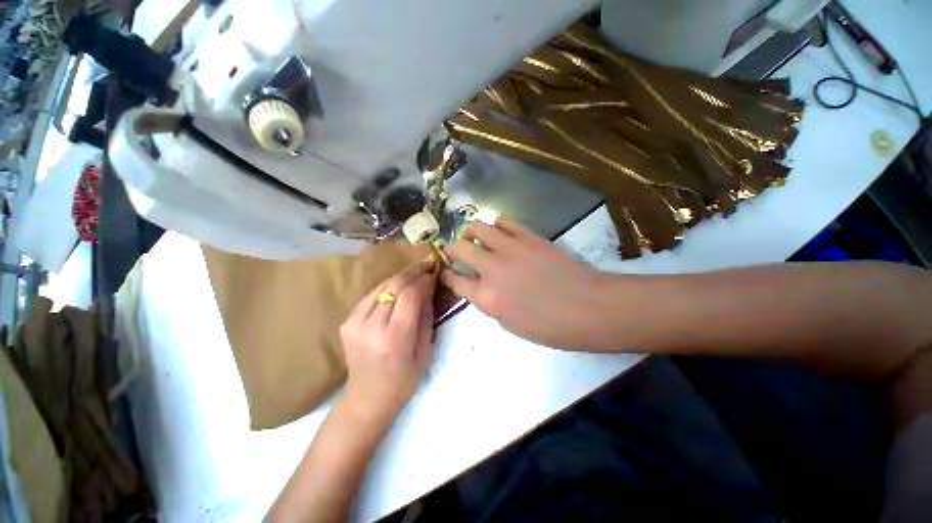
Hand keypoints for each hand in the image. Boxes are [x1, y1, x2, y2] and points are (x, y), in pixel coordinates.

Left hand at [339, 258, 437, 425]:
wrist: (367, 398)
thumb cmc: (404, 380)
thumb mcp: (425, 350)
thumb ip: (426, 316)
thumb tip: (428, 288)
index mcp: (395, 338)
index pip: (410, 295)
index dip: (424, 280)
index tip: (434, 272)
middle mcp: (371, 326)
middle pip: (394, 286)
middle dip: (413, 272)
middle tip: (427, 263)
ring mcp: (354, 322)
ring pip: (381, 286)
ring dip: (400, 276)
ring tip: (415, 270)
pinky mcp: (347, 321)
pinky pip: (371, 295)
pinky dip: (387, 287)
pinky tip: (398, 285)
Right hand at [442, 216, 607, 348]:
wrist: (588, 308)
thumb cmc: (551, 327)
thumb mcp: (511, 325)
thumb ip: (490, 304)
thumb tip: (482, 289)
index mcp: (486, 298)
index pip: (455, 281)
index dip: (447, 275)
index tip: (445, 271)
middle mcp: (492, 270)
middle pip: (460, 248)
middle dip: (452, 248)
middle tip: (456, 250)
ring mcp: (510, 249)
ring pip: (479, 228)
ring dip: (472, 232)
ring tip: (475, 236)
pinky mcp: (529, 237)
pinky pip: (505, 221)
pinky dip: (497, 224)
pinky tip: (500, 231)